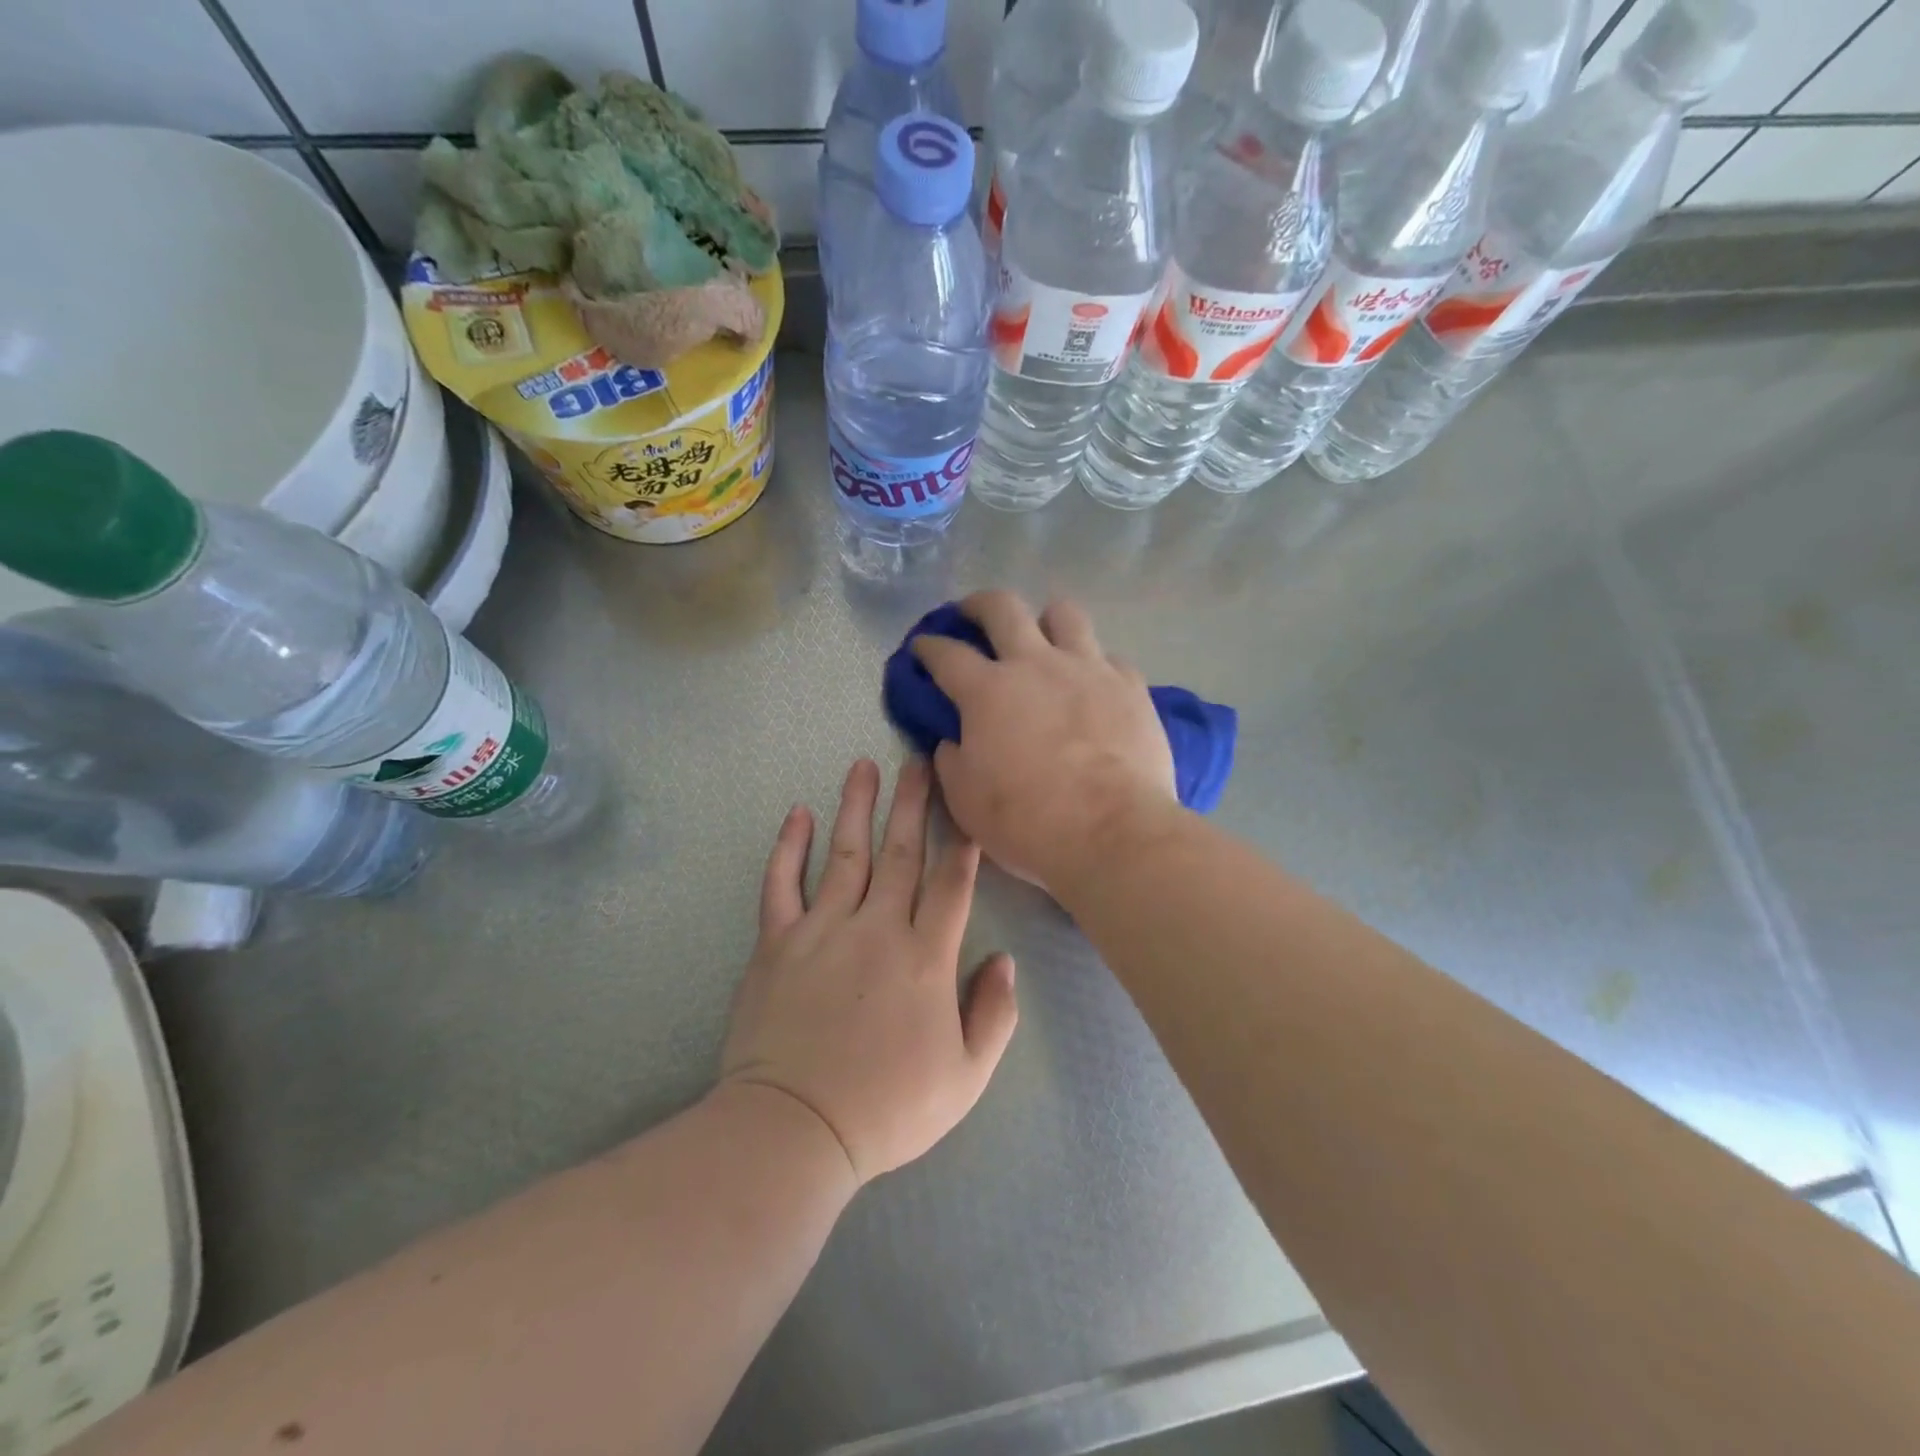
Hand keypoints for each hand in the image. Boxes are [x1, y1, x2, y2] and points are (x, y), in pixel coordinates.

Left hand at [720, 758, 1019, 1184]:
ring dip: (857, 806)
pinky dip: (789, 847)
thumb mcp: (966, 1077)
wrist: (795, 1130)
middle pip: (902, 852)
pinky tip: (798, 814)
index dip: (963, 842)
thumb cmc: (888, 1109)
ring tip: (863, 765)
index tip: (967, 804)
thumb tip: (1005, 960)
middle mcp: (877, 929)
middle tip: (918, 759)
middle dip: (914, 802)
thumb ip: (993, 1014)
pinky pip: (781, 884)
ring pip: (845, 853)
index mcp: (925, 958)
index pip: (952, 884)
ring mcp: (822, 930)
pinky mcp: (777, 943)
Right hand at [912, 591, 1176, 889]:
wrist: (1112, 832)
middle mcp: (1035, 664)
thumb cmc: (1027, 820)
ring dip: (1045, 620)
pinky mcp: (1130, 685)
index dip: (928, 647)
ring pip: (1064, 614)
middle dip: (978, 604)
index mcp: (987, 691)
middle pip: (1002, 607)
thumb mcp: (965, 800)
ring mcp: (1087, 668)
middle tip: (972, 614)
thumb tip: (952, 741)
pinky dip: (1093, 664)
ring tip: (1042, 638)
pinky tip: (1091, 685)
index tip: (921, 648)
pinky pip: (1108, 657)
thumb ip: (951, 761)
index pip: (946, 654)